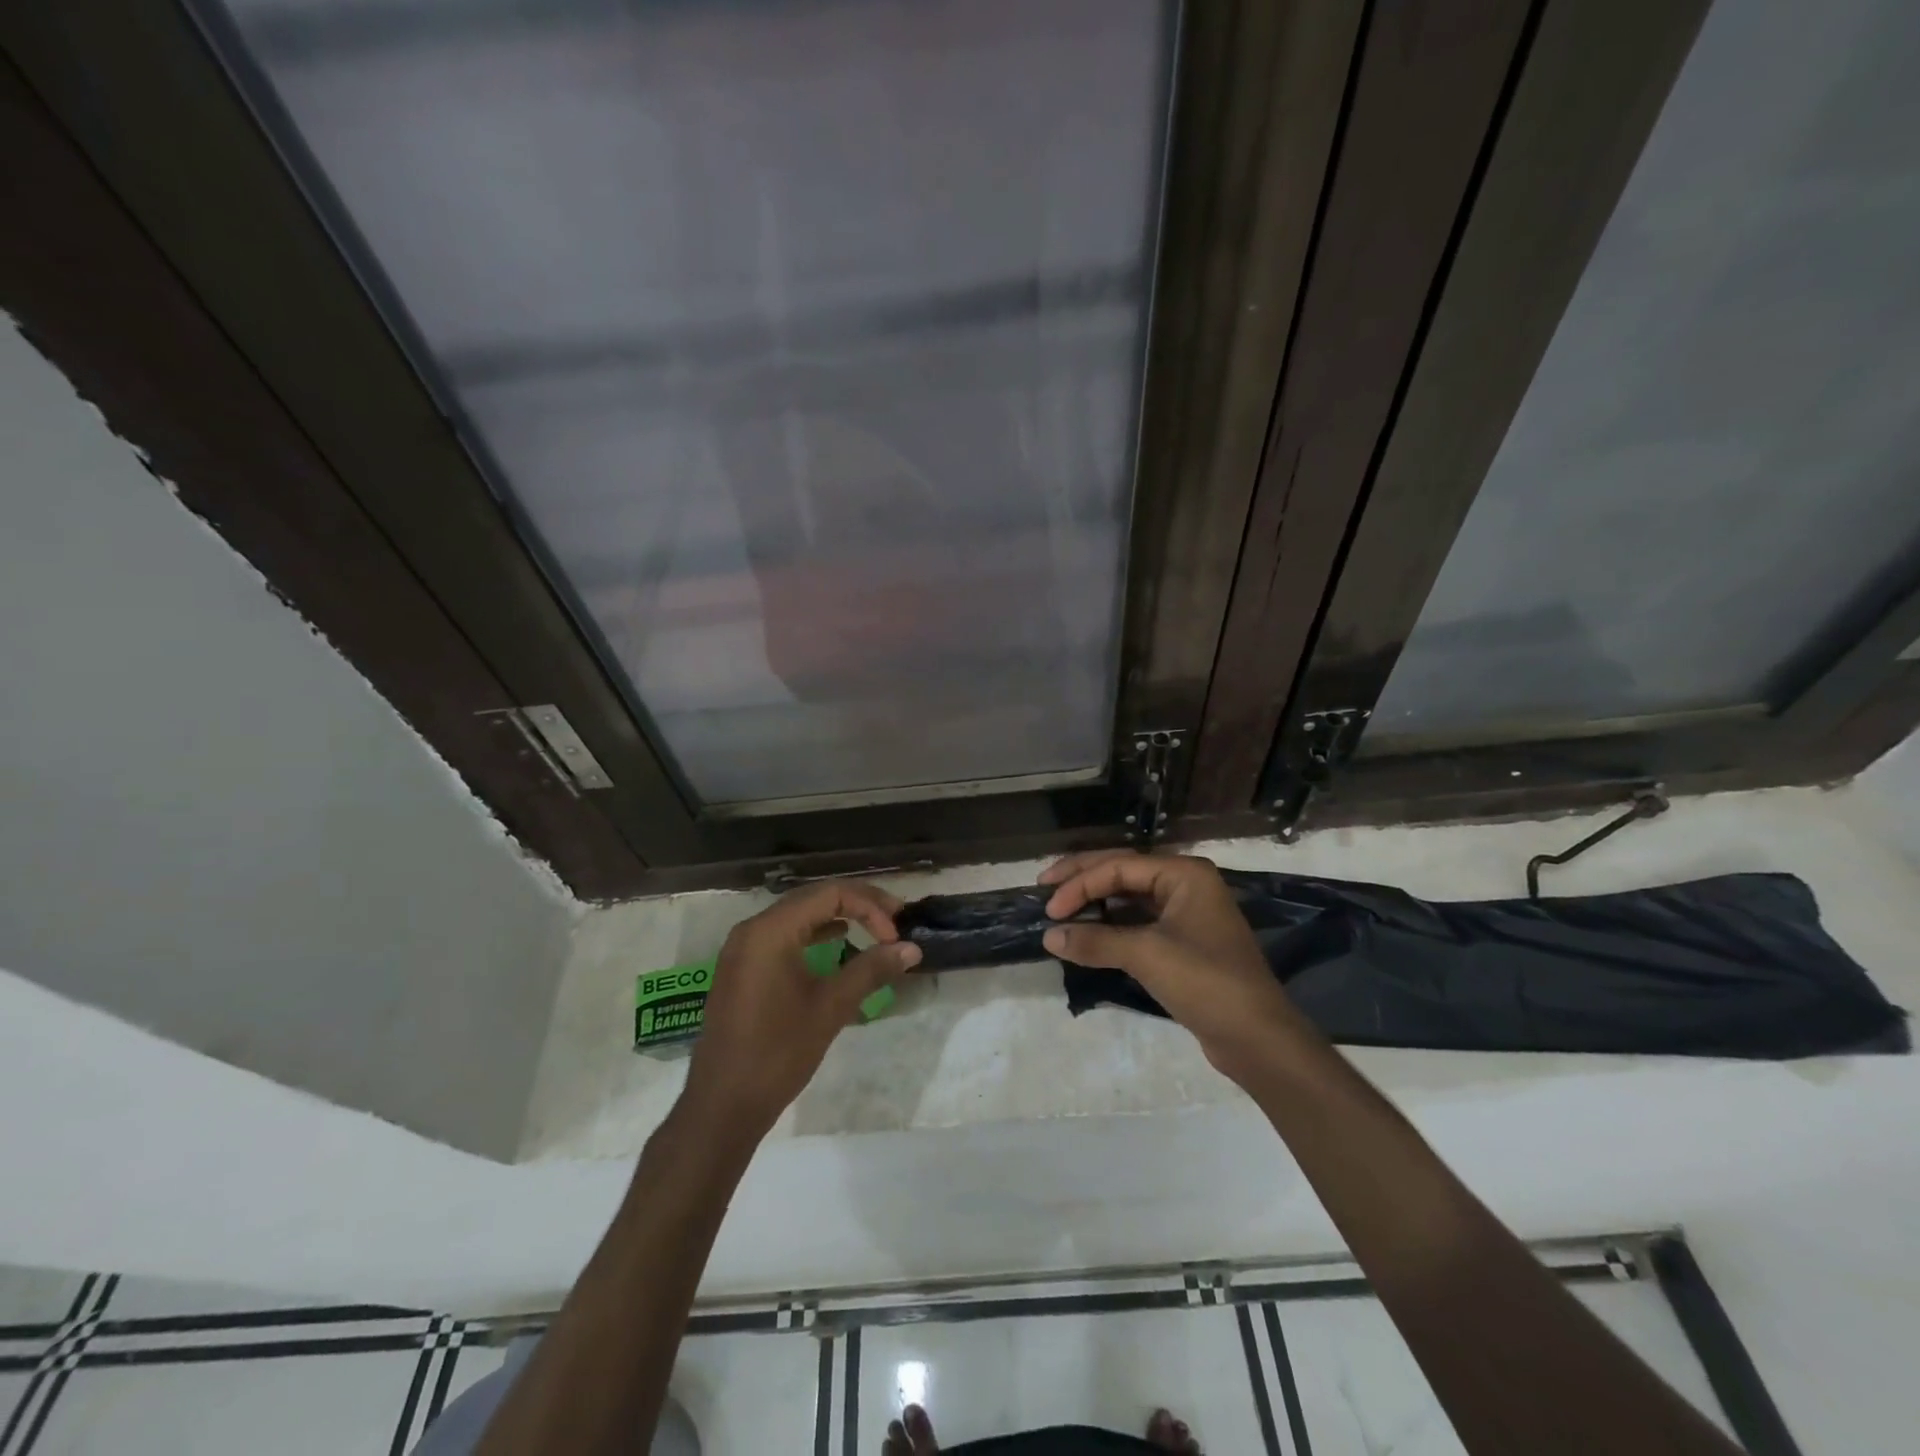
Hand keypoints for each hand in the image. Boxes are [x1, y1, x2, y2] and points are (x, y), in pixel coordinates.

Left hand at [682, 880, 920, 1137]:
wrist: (722, 1106)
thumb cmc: (778, 1053)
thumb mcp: (831, 1007)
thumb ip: (871, 970)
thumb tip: (911, 948)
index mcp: (771, 930)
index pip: (830, 894)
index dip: (870, 907)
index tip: (895, 935)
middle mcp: (753, 929)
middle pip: (813, 898)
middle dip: (858, 905)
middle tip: (894, 919)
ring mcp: (743, 948)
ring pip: (799, 915)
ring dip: (838, 916)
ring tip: (874, 928)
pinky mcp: (742, 968)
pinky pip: (784, 935)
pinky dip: (814, 933)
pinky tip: (838, 942)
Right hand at [1039, 850, 1299, 1081]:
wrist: (1257, 1038)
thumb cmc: (1205, 982)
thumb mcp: (1146, 955)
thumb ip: (1095, 941)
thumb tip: (1049, 937)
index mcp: (1184, 873)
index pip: (1120, 866)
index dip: (1080, 883)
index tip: (1050, 909)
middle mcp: (1186, 884)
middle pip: (1124, 872)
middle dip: (1082, 879)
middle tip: (1044, 886)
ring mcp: (1186, 913)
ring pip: (1129, 897)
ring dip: (1095, 902)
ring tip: (1060, 909)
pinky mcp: (1184, 942)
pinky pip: (1138, 922)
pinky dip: (1111, 926)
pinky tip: (1088, 934)